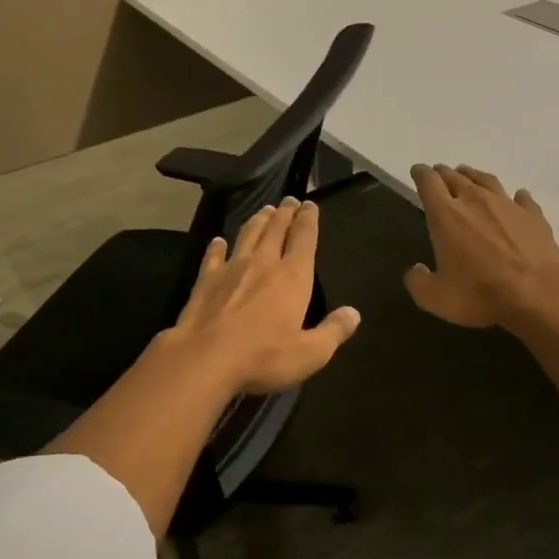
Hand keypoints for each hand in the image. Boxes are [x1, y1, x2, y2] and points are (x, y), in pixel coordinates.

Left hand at [166, 198, 360, 393]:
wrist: (205, 358)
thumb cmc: (263, 357)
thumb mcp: (310, 354)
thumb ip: (333, 332)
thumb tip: (353, 314)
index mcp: (293, 277)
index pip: (304, 239)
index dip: (309, 220)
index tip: (310, 205)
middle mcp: (264, 263)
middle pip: (276, 229)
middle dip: (285, 213)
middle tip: (289, 200)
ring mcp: (232, 268)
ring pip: (248, 235)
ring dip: (258, 221)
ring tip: (265, 210)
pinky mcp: (205, 280)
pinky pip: (213, 256)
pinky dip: (217, 246)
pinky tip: (218, 241)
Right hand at [405, 164, 558, 329]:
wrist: (537, 293)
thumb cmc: (480, 293)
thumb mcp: (436, 298)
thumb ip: (418, 282)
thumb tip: (415, 270)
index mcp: (446, 215)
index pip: (428, 183)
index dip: (420, 174)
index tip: (417, 171)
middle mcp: (475, 200)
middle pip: (455, 177)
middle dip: (443, 174)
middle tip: (438, 174)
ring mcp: (507, 205)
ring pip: (486, 180)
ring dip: (473, 176)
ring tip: (468, 175)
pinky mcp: (533, 215)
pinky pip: (521, 198)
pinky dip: (515, 196)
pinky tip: (517, 197)